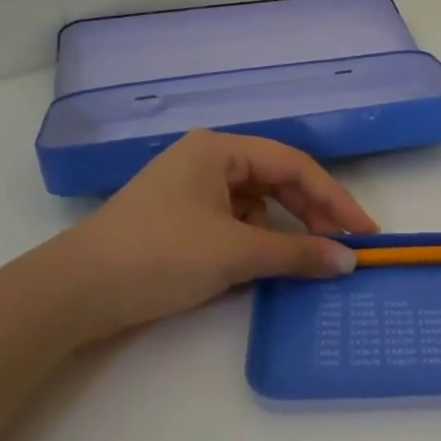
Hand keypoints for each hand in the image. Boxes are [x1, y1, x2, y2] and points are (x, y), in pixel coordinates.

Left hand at [52, 130, 376, 337]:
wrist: (77, 290)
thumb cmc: (160, 255)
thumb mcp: (235, 253)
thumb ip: (297, 254)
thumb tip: (349, 263)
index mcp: (219, 149)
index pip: (293, 166)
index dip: (334, 199)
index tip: (364, 233)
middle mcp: (207, 160)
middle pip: (276, 181)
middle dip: (312, 214)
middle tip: (345, 248)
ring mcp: (191, 190)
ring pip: (256, 205)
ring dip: (284, 230)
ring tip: (307, 260)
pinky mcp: (180, 220)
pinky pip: (234, 223)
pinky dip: (256, 242)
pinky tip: (265, 265)